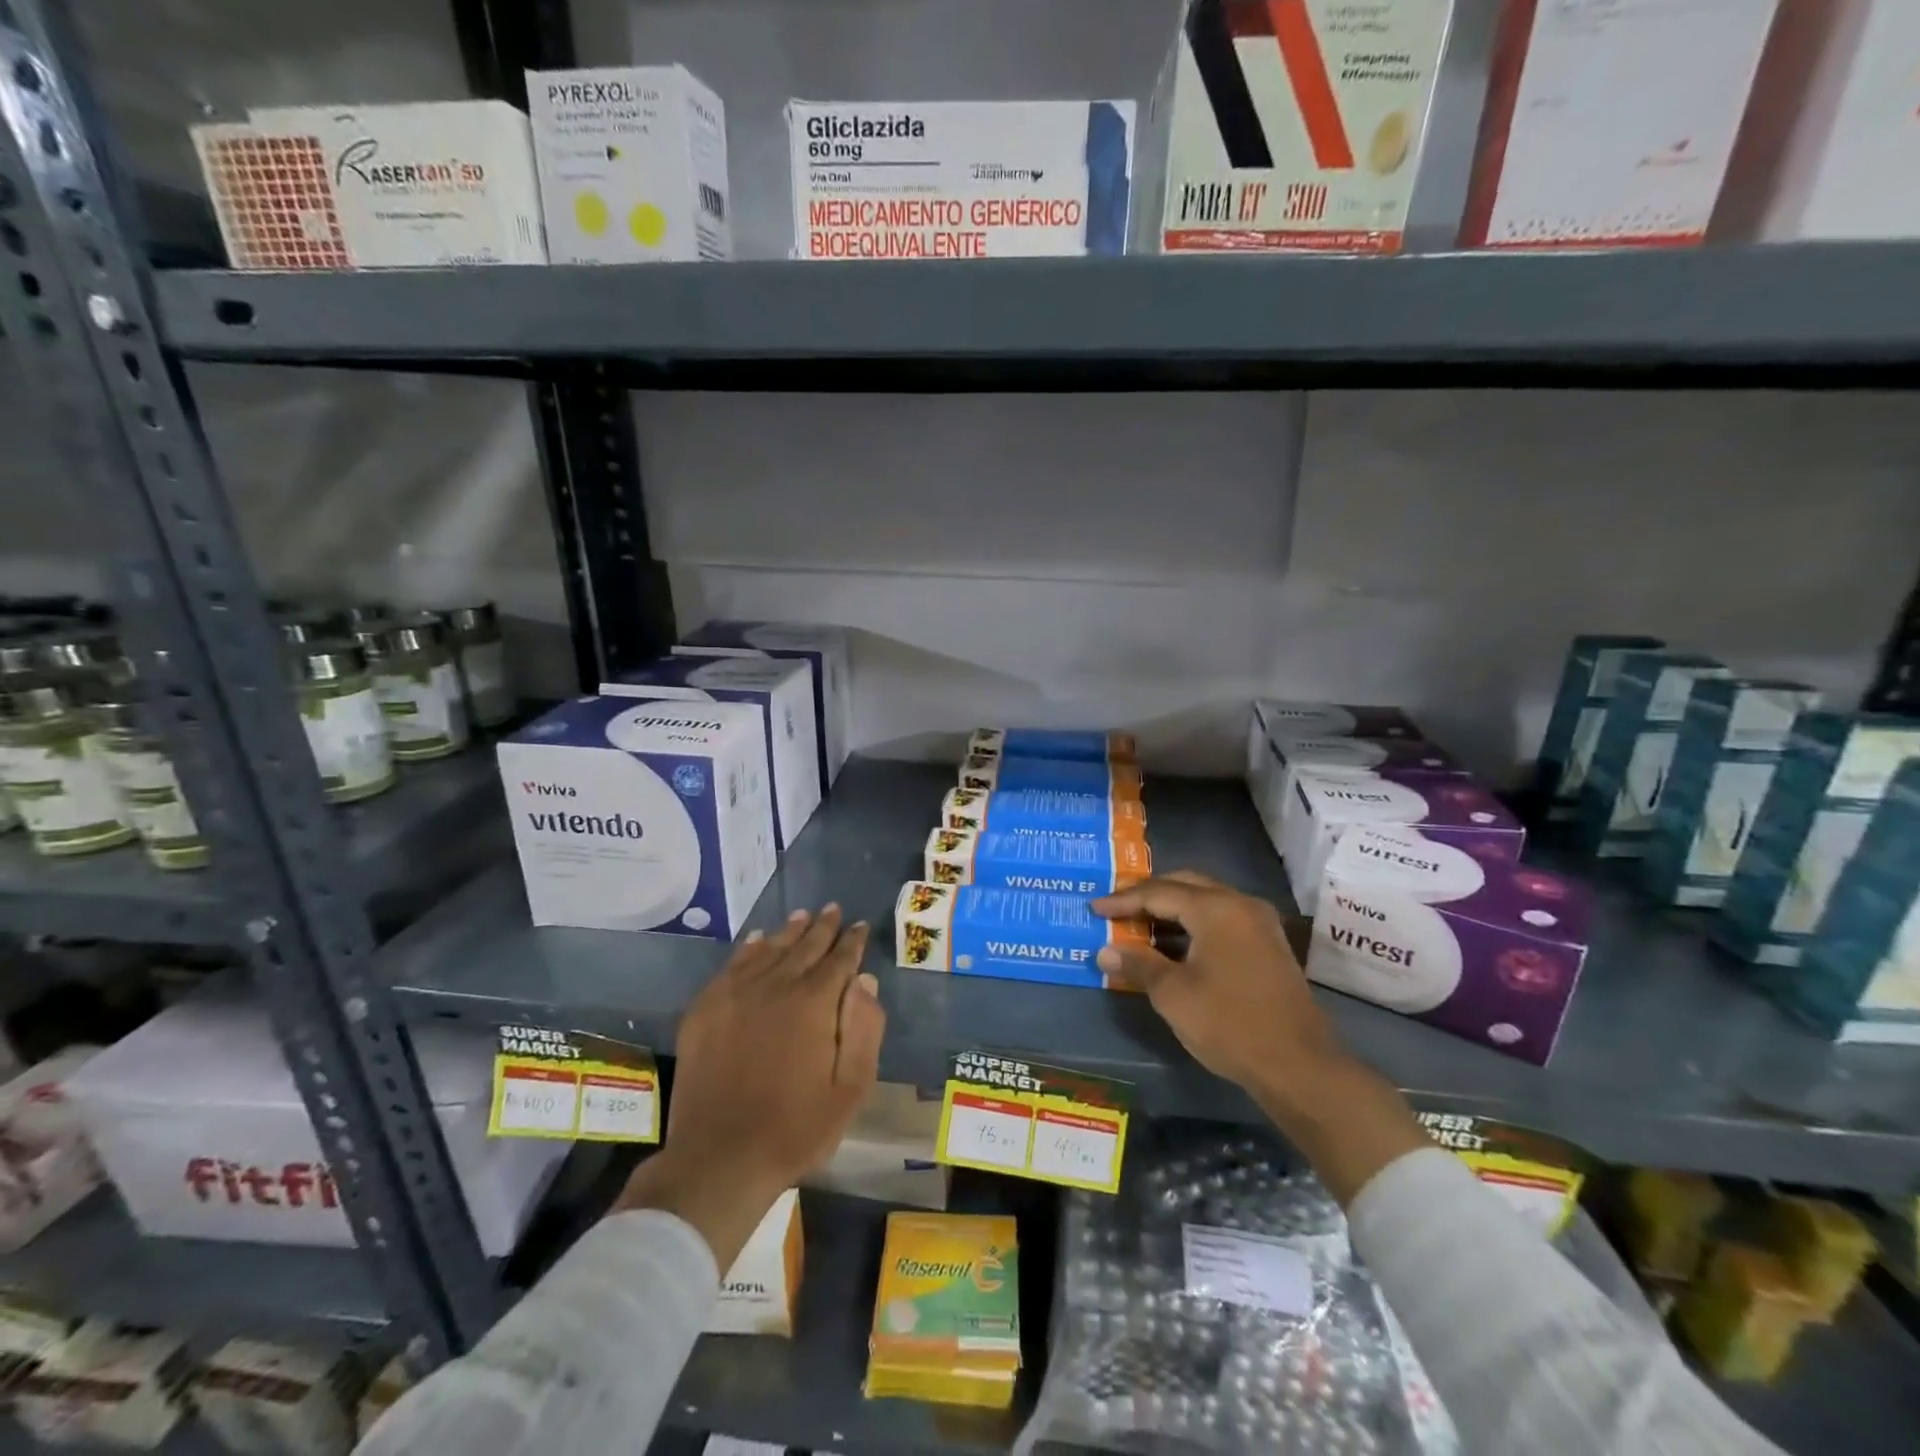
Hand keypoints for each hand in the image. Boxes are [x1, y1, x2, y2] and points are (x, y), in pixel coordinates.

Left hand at [616, 905, 884, 1267]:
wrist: (719, 1159)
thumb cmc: (795, 1129)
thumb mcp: (850, 1089)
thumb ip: (864, 1030)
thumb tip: (865, 981)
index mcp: (814, 1003)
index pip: (839, 960)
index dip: (852, 941)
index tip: (860, 925)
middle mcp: (775, 986)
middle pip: (804, 947)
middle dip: (823, 927)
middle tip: (833, 909)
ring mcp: (735, 995)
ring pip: (769, 950)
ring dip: (789, 931)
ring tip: (802, 915)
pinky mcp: (705, 1010)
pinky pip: (732, 966)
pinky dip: (749, 948)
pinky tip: (757, 940)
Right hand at [1091, 872, 1427, 1203]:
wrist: (1300, 1066)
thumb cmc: (1230, 1025)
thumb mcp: (1174, 995)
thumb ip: (1138, 965)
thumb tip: (1105, 952)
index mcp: (1216, 908)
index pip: (1159, 892)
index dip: (1123, 901)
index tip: (1094, 909)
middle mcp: (1240, 904)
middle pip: (1185, 885)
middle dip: (1148, 894)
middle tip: (1117, 908)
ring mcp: (1260, 923)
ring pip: (1206, 899)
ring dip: (1172, 908)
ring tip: (1139, 924)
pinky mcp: (1269, 944)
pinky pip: (1222, 917)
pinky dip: (1193, 923)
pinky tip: (1174, 944)